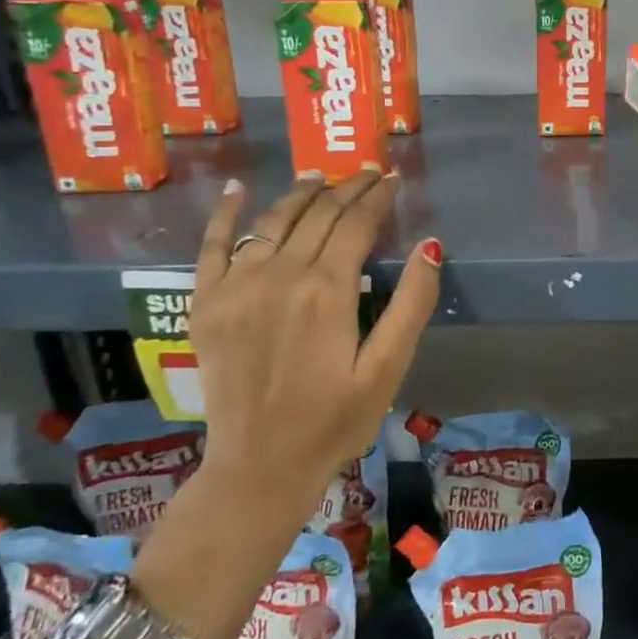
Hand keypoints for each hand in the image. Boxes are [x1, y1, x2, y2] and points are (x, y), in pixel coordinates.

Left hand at [188, 170, 440, 529]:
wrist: (259, 467)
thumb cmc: (335, 421)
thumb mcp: (388, 369)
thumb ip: (411, 305)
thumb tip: (431, 247)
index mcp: (327, 290)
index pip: (356, 223)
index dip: (378, 197)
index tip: (393, 178)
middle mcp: (279, 275)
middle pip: (318, 215)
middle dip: (347, 188)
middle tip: (368, 172)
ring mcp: (236, 287)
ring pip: (272, 221)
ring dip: (300, 193)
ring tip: (320, 176)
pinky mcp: (206, 304)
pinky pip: (212, 247)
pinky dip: (224, 215)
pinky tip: (234, 191)